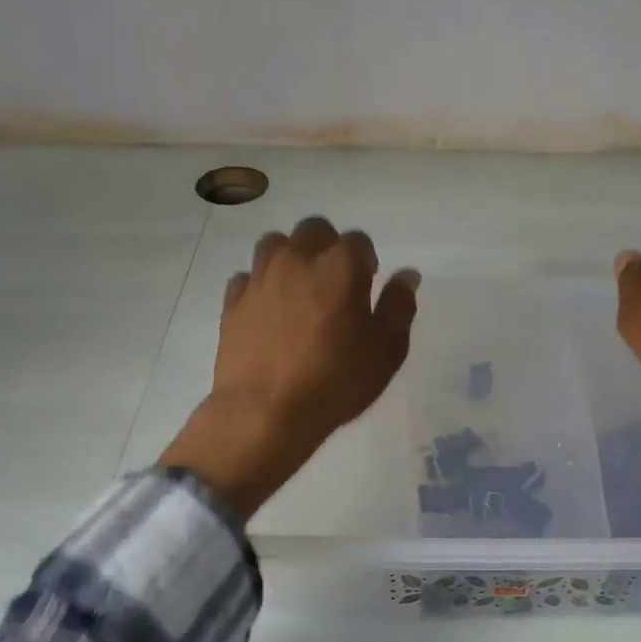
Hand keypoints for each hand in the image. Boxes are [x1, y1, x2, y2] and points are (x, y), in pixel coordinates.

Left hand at [160, 217, 419, 519]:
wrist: (265, 412)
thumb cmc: (335, 382)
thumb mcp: (386, 352)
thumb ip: (398, 307)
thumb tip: (407, 275)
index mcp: (340, 266)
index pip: (358, 241)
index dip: (366, 261)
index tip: (367, 285)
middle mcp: (298, 259)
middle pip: (314, 230)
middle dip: (327, 247)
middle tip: (334, 283)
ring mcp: (260, 277)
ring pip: (275, 244)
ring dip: (291, 257)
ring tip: (299, 290)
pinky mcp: (233, 300)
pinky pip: (248, 276)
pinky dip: (260, 285)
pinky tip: (268, 310)